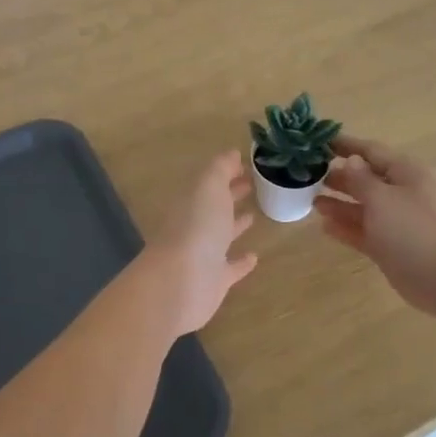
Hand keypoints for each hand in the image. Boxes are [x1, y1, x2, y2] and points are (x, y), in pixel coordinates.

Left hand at [140, 150, 258, 335]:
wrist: (180, 282)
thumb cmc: (196, 227)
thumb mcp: (208, 187)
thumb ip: (219, 169)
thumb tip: (231, 154)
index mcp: (191, 202)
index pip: (208, 183)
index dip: (225, 173)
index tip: (246, 166)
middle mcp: (194, 227)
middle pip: (213, 207)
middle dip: (230, 195)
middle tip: (252, 185)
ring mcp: (202, 256)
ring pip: (220, 237)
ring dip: (234, 226)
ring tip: (253, 215)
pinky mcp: (213, 282)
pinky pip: (229, 269)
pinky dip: (240, 263)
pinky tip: (254, 257)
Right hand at [316, 136, 435, 317]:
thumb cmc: (414, 228)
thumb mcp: (383, 197)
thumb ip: (361, 179)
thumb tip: (350, 160)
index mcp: (407, 172)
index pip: (372, 151)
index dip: (346, 146)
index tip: (319, 142)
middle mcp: (403, 194)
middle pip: (367, 179)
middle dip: (340, 176)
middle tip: (309, 175)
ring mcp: (398, 222)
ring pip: (364, 208)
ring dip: (340, 203)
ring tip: (312, 200)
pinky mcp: (391, 247)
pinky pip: (364, 232)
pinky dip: (346, 228)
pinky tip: (324, 226)